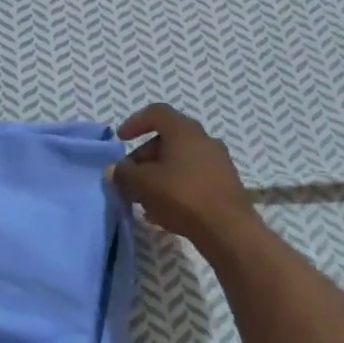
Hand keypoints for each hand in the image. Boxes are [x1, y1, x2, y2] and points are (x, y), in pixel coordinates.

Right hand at [110, 104, 254, 246]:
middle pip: (167, 139)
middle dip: (144, 156)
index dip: (135, 122)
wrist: (228, 230)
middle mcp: (204, 140)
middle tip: (130, 177)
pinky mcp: (225, 184)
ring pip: (180, 161)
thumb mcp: (143, 184)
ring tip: (144, 198)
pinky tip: (163, 211)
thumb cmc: (182, 196)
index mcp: (184, 131)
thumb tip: (115, 169)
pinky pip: (192, 178)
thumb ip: (124, 173)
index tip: (121, 140)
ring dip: (158, 174)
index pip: (157, 113)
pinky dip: (174, 187)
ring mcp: (218, 162)